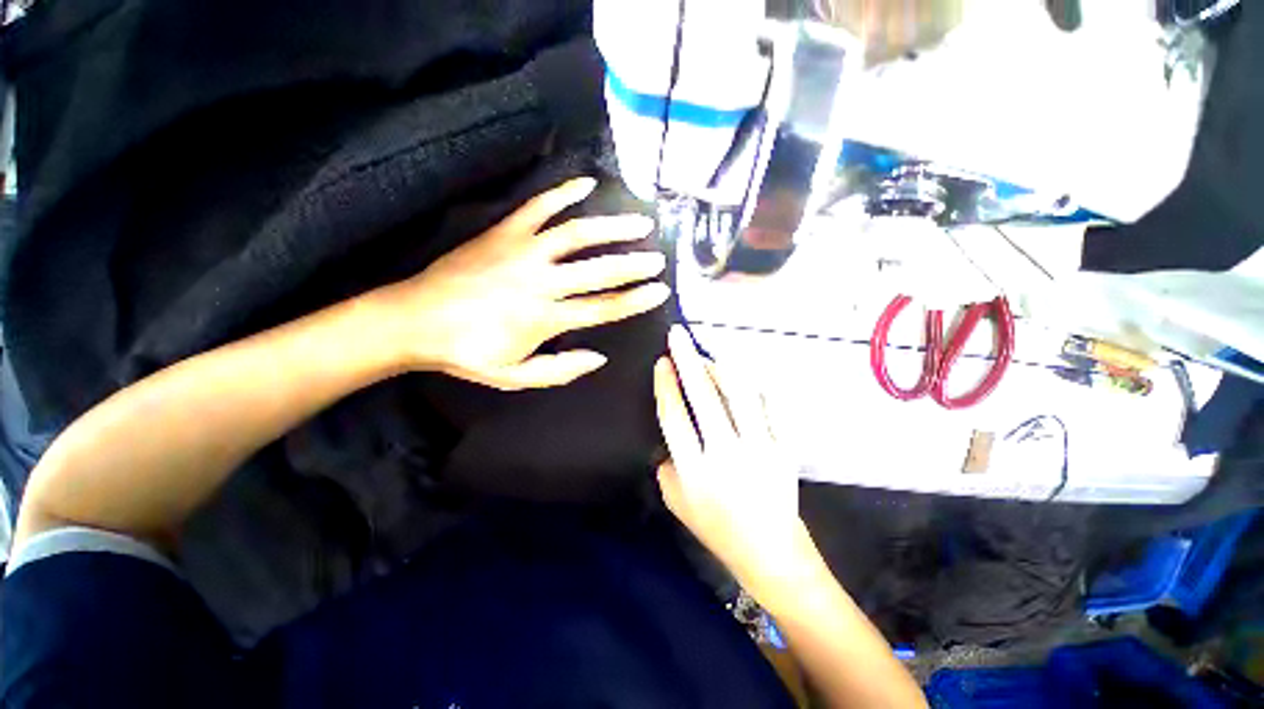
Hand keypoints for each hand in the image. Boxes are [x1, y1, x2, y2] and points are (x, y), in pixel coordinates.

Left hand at [380, 178, 669, 389]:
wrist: (414, 320)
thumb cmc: (467, 352)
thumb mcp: (515, 376)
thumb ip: (560, 369)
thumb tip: (599, 357)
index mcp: (545, 318)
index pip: (603, 308)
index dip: (635, 300)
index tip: (660, 291)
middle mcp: (540, 281)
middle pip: (598, 270)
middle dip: (633, 265)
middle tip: (658, 259)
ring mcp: (522, 251)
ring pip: (576, 234)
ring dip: (611, 227)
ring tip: (638, 223)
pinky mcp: (503, 232)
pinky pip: (538, 206)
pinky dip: (563, 193)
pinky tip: (586, 185)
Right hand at [654, 325, 819, 606]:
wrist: (770, 551)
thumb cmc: (717, 527)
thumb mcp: (676, 503)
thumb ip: (666, 465)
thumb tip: (670, 430)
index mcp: (694, 471)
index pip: (674, 416)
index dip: (666, 385)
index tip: (661, 362)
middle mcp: (725, 455)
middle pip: (704, 396)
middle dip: (688, 360)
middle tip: (678, 335)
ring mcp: (759, 449)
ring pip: (739, 393)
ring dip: (721, 365)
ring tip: (708, 348)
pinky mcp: (784, 448)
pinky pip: (770, 405)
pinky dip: (754, 384)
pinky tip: (742, 371)